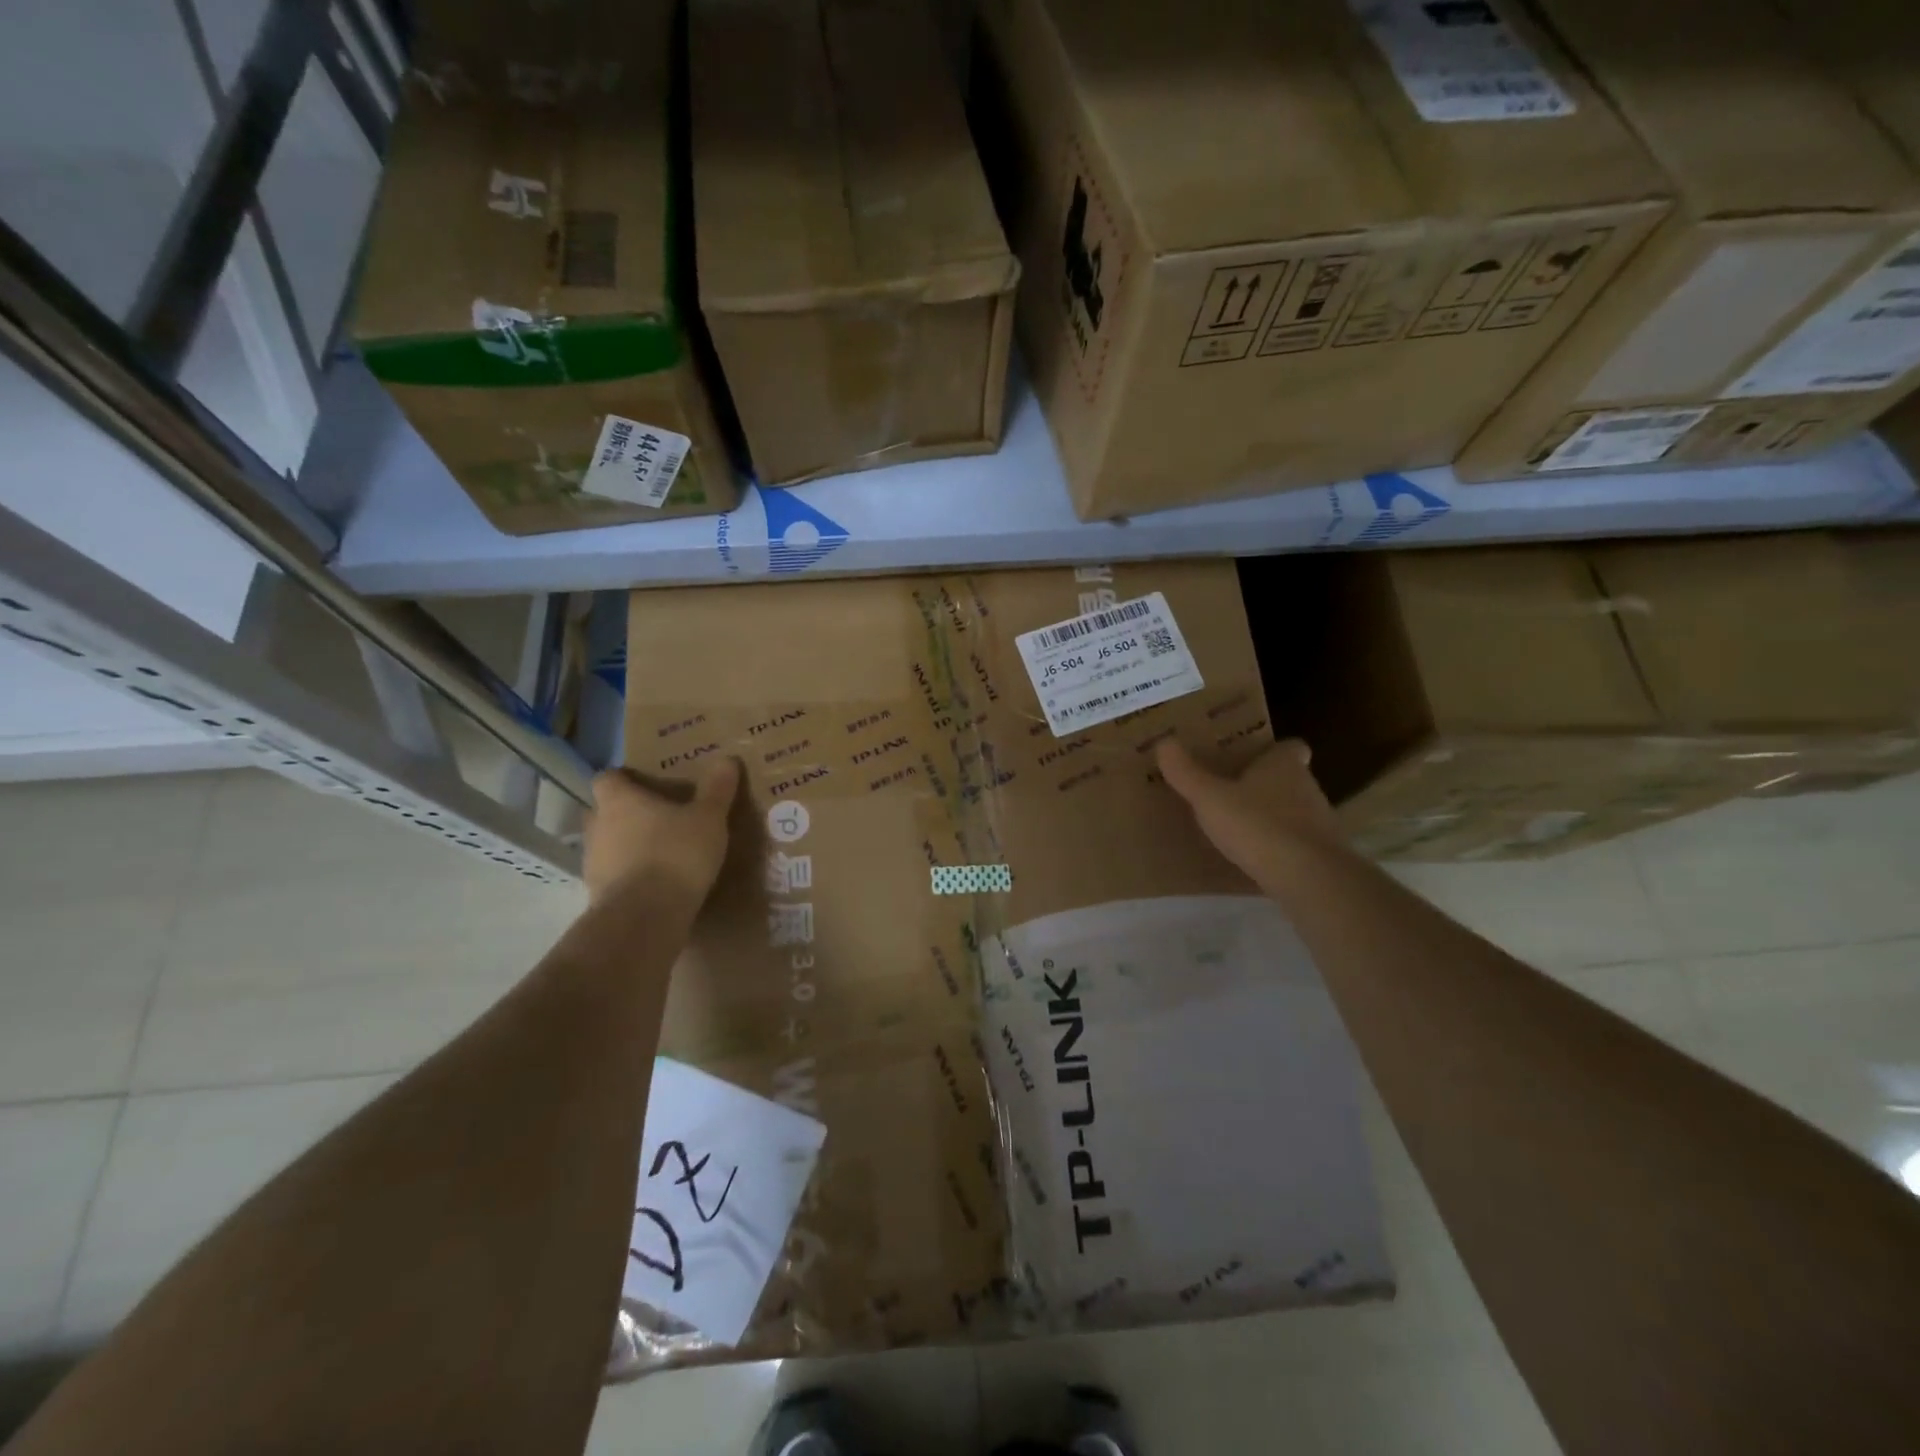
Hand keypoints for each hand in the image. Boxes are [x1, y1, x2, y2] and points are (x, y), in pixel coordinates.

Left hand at [583, 758, 740, 906]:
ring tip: (660, 852)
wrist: (645, 917)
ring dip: (627, 846)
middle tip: (658, 817)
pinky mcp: (598, 895)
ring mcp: (593, 863)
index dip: (624, 779)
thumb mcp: (708, 818)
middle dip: (626, 813)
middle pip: (604, 811)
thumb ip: (716, 789)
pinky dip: (630, 875)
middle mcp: (597, 826)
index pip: (607, 778)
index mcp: (619, 800)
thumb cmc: (675, 854)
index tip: (646, 783)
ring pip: (607, 845)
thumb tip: (727, 759)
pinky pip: (614, 875)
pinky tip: (656, 882)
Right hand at [1156, 737, 1343, 889]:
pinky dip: (1280, 846)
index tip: (1252, 757)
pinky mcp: (1323, 855)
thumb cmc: (1257, 825)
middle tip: (1233, 791)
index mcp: (1283, 765)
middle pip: (1290, 778)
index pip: (1289, 747)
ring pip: (1294, 810)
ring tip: (1240, 827)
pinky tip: (1256, 858)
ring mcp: (1320, 822)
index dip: (1273, 750)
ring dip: (1272, 816)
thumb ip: (1186, 773)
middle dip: (1266, 784)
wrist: (1309, 878)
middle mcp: (1307, 787)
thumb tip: (1163, 741)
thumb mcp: (1209, 798)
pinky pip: (1297, 842)